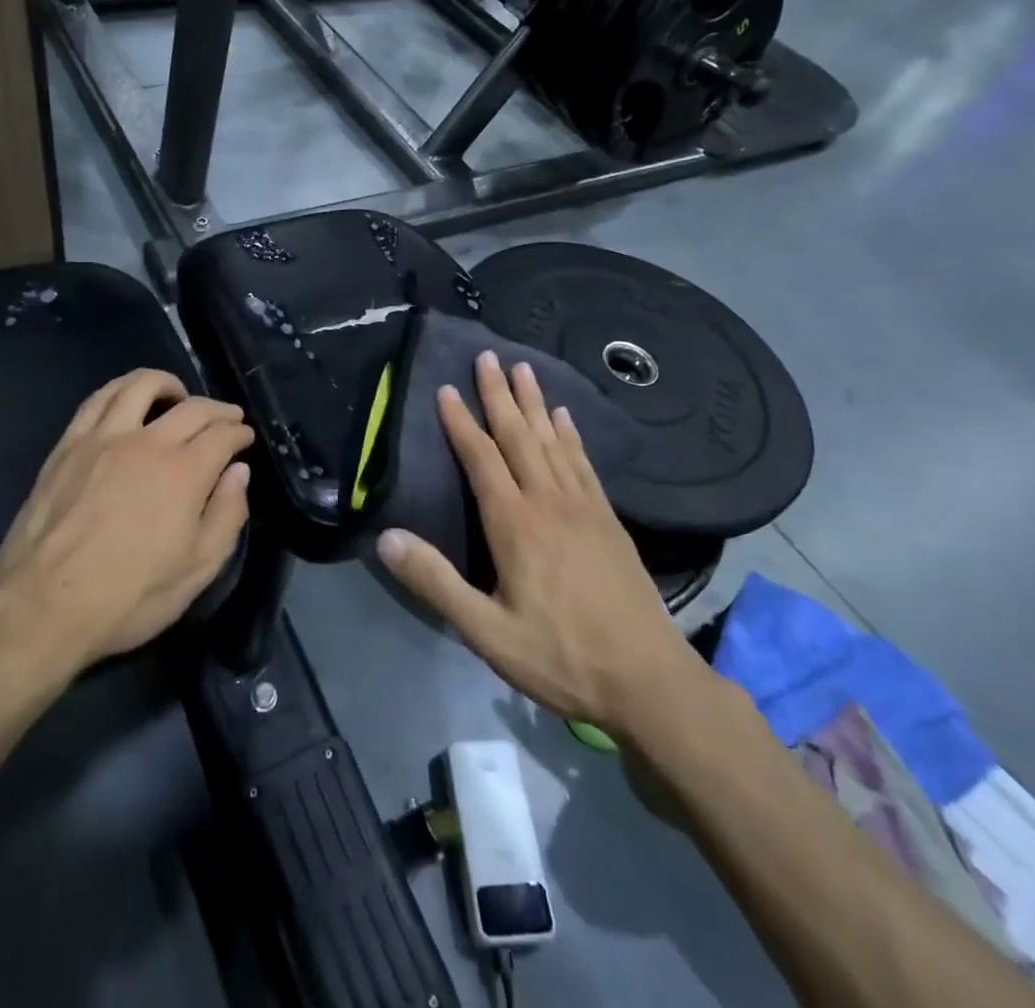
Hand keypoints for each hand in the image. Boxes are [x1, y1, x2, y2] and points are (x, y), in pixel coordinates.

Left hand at [0, 369, 253, 670]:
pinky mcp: (69, 444)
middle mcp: (148, 442)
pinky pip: (98, 399)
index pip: (223, 435)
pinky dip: (121, 388)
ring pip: (141, 385)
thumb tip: (239, 472)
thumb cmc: (129, 596)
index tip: (245, 438)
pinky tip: (127, 399)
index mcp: (185, 473)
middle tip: (227, 418)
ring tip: (177, 395)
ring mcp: (104, 438)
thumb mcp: (198, 570)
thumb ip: (227, 515)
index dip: (239, 432)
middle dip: (218, 409)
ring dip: (168, 384)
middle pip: (192, 407)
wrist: (45, 606)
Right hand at [374, 351, 706, 740]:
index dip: (461, 421)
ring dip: (535, 403)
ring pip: (552, 441)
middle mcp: (549, 502)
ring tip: (523, 368)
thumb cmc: (560, 657)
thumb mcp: (487, 632)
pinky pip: (584, 463)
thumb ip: (436, 582)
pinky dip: (571, 435)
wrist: (648, 680)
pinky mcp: (608, 519)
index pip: (481, 458)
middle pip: (519, 436)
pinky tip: (565, 418)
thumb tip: (386, 538)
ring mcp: (584, 507)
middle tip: (487, 355)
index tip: (447, 387)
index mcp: (515, 524)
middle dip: (499, 394)